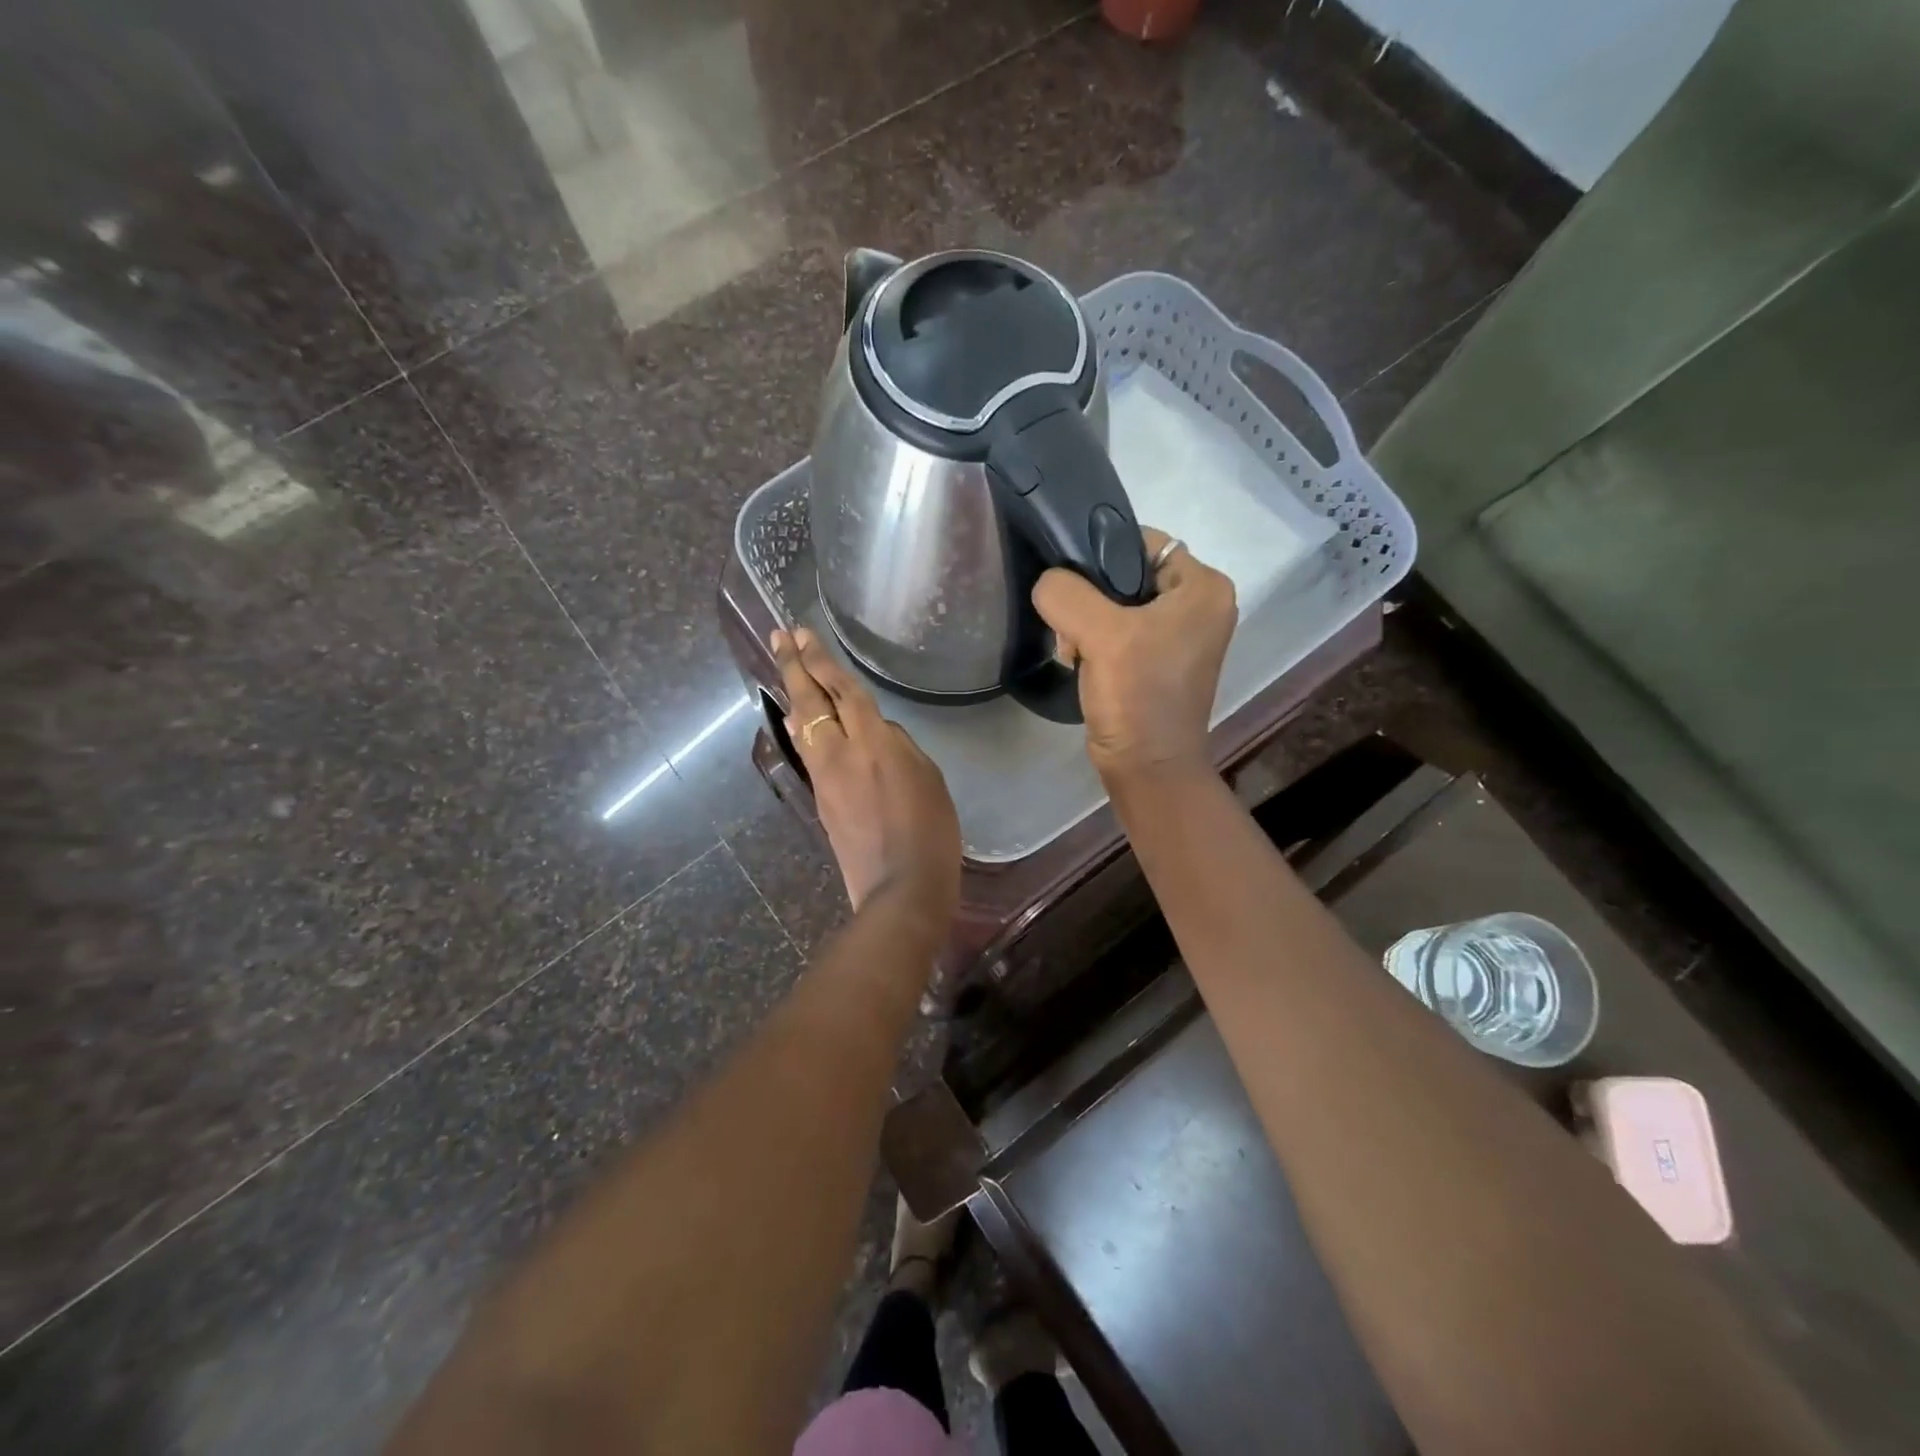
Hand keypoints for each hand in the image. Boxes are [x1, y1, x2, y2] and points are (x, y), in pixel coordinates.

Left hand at [771, 627, 961, 926]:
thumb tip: (875, 734)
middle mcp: (839, 753)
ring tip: (787, 671)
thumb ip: (899, 746)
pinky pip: (808, 752)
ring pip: (802, 727)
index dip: (821, 660)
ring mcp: (824, 779)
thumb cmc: (930, 831)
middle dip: (794, 665)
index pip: (842, 691)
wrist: (900, 888)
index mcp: (873, 742)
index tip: (802, 634)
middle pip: (809, 702)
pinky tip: (805, 722)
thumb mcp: (929, 777)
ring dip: (794, 696)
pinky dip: (803, 728)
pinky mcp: (821, 801)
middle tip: (780, 636)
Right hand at [1032, 527, 1236, 783]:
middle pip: (1126, 574)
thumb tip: (1048, 582)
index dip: (1100, 554)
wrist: (1146, 767)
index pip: (1142, 542)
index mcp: (1204, 587)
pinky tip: (1081, 663)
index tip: (1071, 584)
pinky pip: (1118, 632)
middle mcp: (1199, 605)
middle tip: (1070, 627)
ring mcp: (1179, 635)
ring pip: (1116, 604)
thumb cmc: (1137, 696)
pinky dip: (1095, 642)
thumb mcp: (1100, 634)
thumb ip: (1066, 593)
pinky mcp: (1158, 661)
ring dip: (1086, 624)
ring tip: (1075, 651)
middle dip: (1089, 598)